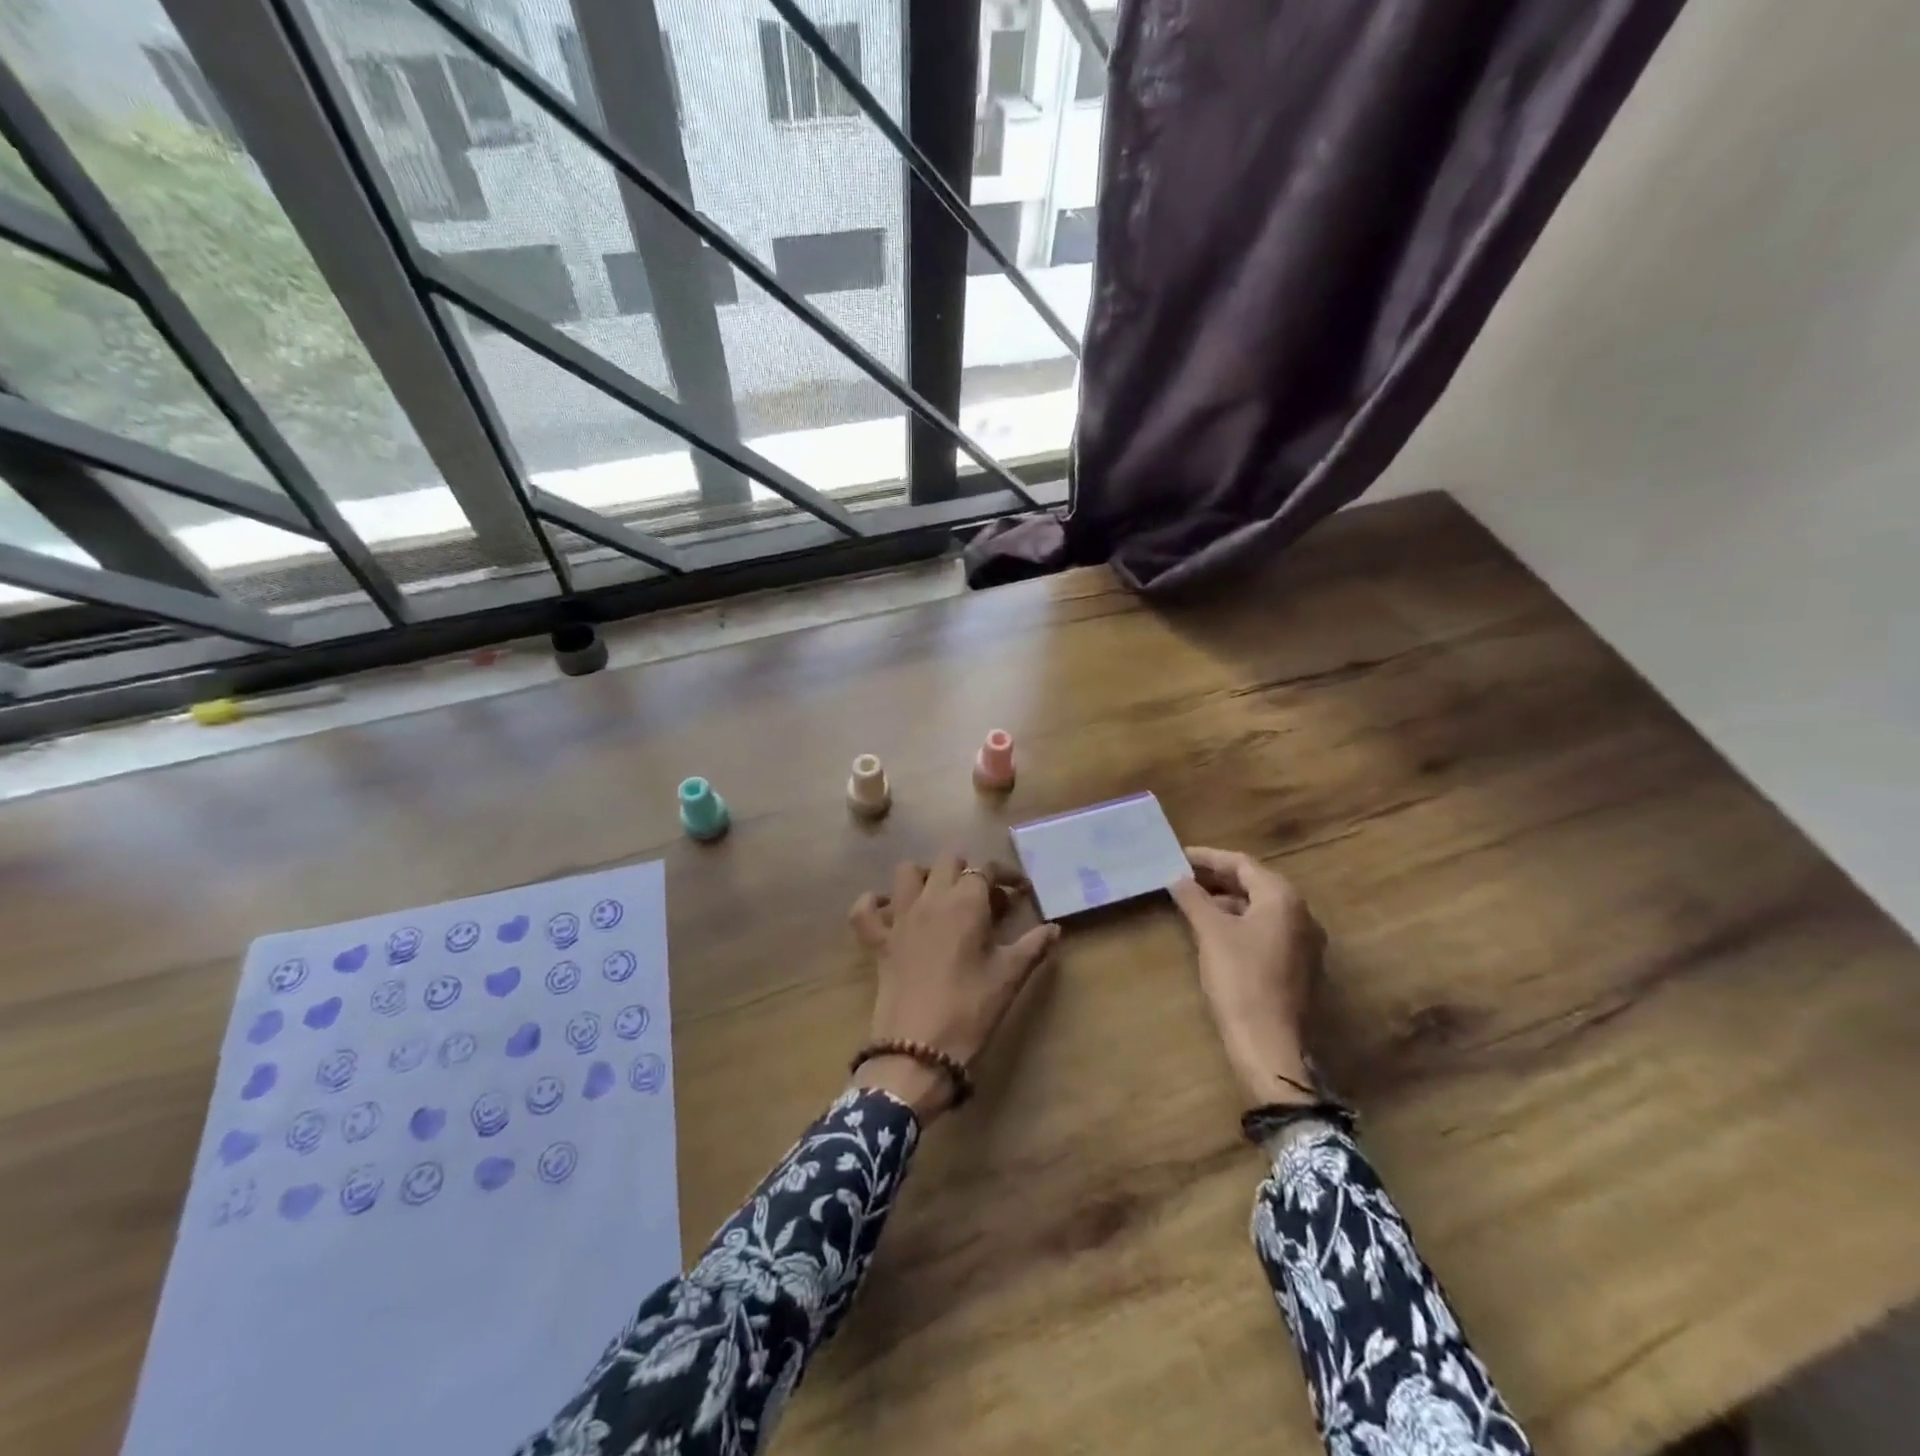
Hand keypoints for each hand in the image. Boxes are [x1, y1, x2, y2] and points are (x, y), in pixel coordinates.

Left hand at [847, 855, 1058, 1122]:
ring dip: (926, 877)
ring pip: (907, 873)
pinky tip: (890, 912)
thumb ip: (1033, 946)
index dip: (1005, 876)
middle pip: (948, 863)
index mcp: (966, 902)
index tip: (1020, 892)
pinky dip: (875, 903)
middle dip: (969, 872)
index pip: (986, 869)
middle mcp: (931, 899)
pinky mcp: (877, 941)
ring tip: (943, 899)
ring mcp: (899, 918)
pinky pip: (865, 909)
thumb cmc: (971, 1010)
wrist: (919, 1049)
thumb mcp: (1009, 977)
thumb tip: (1054, 928)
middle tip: (986, 902)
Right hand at [1169, 846, 1326, 1107]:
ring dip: (1228, 902)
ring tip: (1193, 904)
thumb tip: (1177, 878)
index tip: (1178, 856)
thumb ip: (1193, 899)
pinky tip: (1216, 932)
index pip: (1242, 864)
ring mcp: (1305, 942)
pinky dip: (1241, 923)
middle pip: (1255, 884)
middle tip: (1182, 877)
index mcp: (1283, 898)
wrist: (1270, 1044)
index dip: (1208, 858)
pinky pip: (1268, 930)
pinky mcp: (1300, 966)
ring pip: (1261, 909)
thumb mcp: (1210, 933)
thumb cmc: (1240, 978)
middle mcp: (1302, 914)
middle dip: (1217, 879)